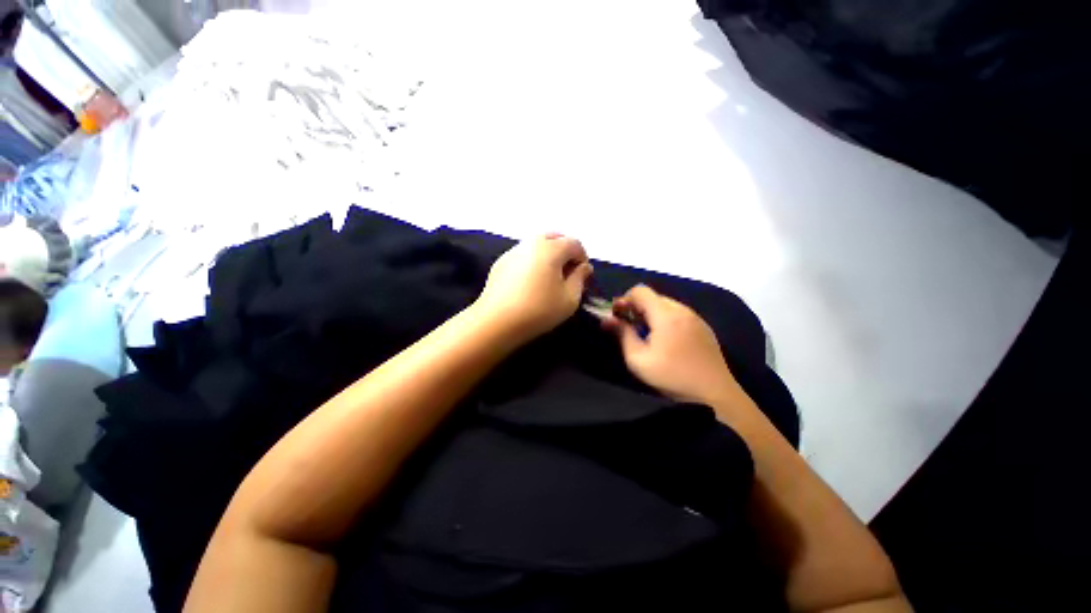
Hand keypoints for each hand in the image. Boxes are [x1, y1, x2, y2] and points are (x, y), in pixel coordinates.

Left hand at [473, 234, 592, 341]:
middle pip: (555, 238)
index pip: (574, 243)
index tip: (583, 276)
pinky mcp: (501, 262)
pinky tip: (530, 282)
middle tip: (568, 272)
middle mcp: (531, 243)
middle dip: (566, 252)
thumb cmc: (538, 310)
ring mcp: (513, 251)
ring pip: (537, 244)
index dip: (583, 258)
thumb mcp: (569, 299)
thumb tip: (584, 267)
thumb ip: (580, 278)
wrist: (496, 321)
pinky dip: (532, 261)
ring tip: (549, 277)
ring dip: (549, 255)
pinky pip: (523, 254)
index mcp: (551, 248)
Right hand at [602, 285, 738, 404]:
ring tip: (647, 336)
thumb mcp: (638, 359)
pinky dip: (666, 320)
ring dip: (652, 314)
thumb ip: (622, 334)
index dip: (625, 299)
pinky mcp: (704, 328)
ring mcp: (696, 318)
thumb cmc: (672, 377)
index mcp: (666, 314)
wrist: (715, 395)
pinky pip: (679, 314)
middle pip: (653, 297)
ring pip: (666, 305)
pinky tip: (666, 341)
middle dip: (637, 308)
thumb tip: (606, 319)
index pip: (640, 290)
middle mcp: (682, 309)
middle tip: (630, 328)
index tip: (618, 317)